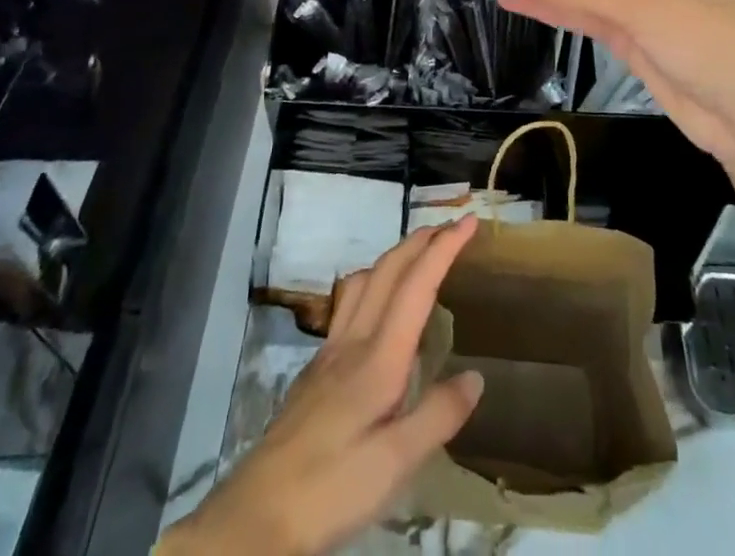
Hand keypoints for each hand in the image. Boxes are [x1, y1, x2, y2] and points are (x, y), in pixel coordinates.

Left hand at [164, 219, 483, 555]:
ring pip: (364, 280)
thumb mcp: (395, 464)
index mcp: (379, 358)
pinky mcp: (316, 369)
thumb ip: (437, 416)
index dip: (444, 248)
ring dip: (395, 256)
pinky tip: (378, 307)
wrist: (257, 512)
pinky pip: (349, 303)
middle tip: (452, 227)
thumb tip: (476, 376)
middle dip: (421, 240)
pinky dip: (374, 282)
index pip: (416, 285)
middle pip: (388, 270)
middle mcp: (354, 340)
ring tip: (418, 256)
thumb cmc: (331, 488)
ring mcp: (330, 351)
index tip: (469, 221)